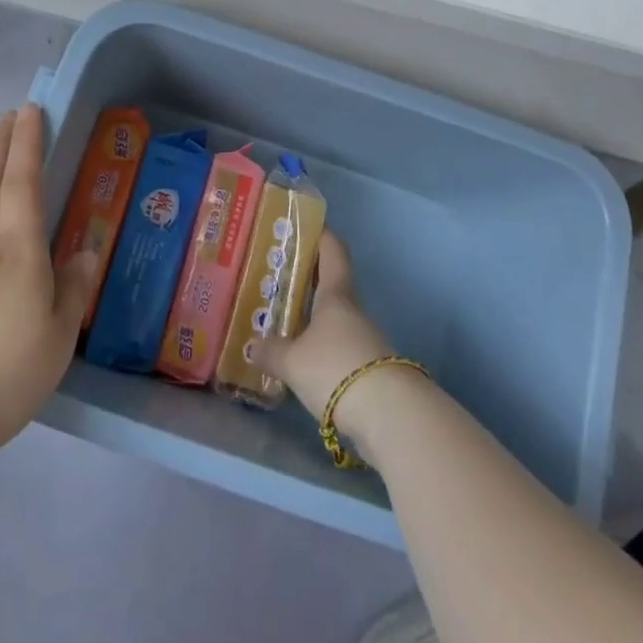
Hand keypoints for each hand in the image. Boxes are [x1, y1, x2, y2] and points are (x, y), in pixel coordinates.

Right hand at [253, 231, 396, 421]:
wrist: (389, 414)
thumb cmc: (336, 368)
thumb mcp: (293, 362)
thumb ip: (271, 352)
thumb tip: (253, 345)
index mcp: (336, 295)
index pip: (333, 250)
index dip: (321, 235)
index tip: (304, 227)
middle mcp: (352, 310)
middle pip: (332, 284)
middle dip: (307, 278)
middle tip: (278, 277)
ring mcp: (364, 339)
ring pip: (334, 317)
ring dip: (313, 316)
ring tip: (282, 322)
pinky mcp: (368, 368)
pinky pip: (338, 346)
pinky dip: (320, 346)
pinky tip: (301, 360)